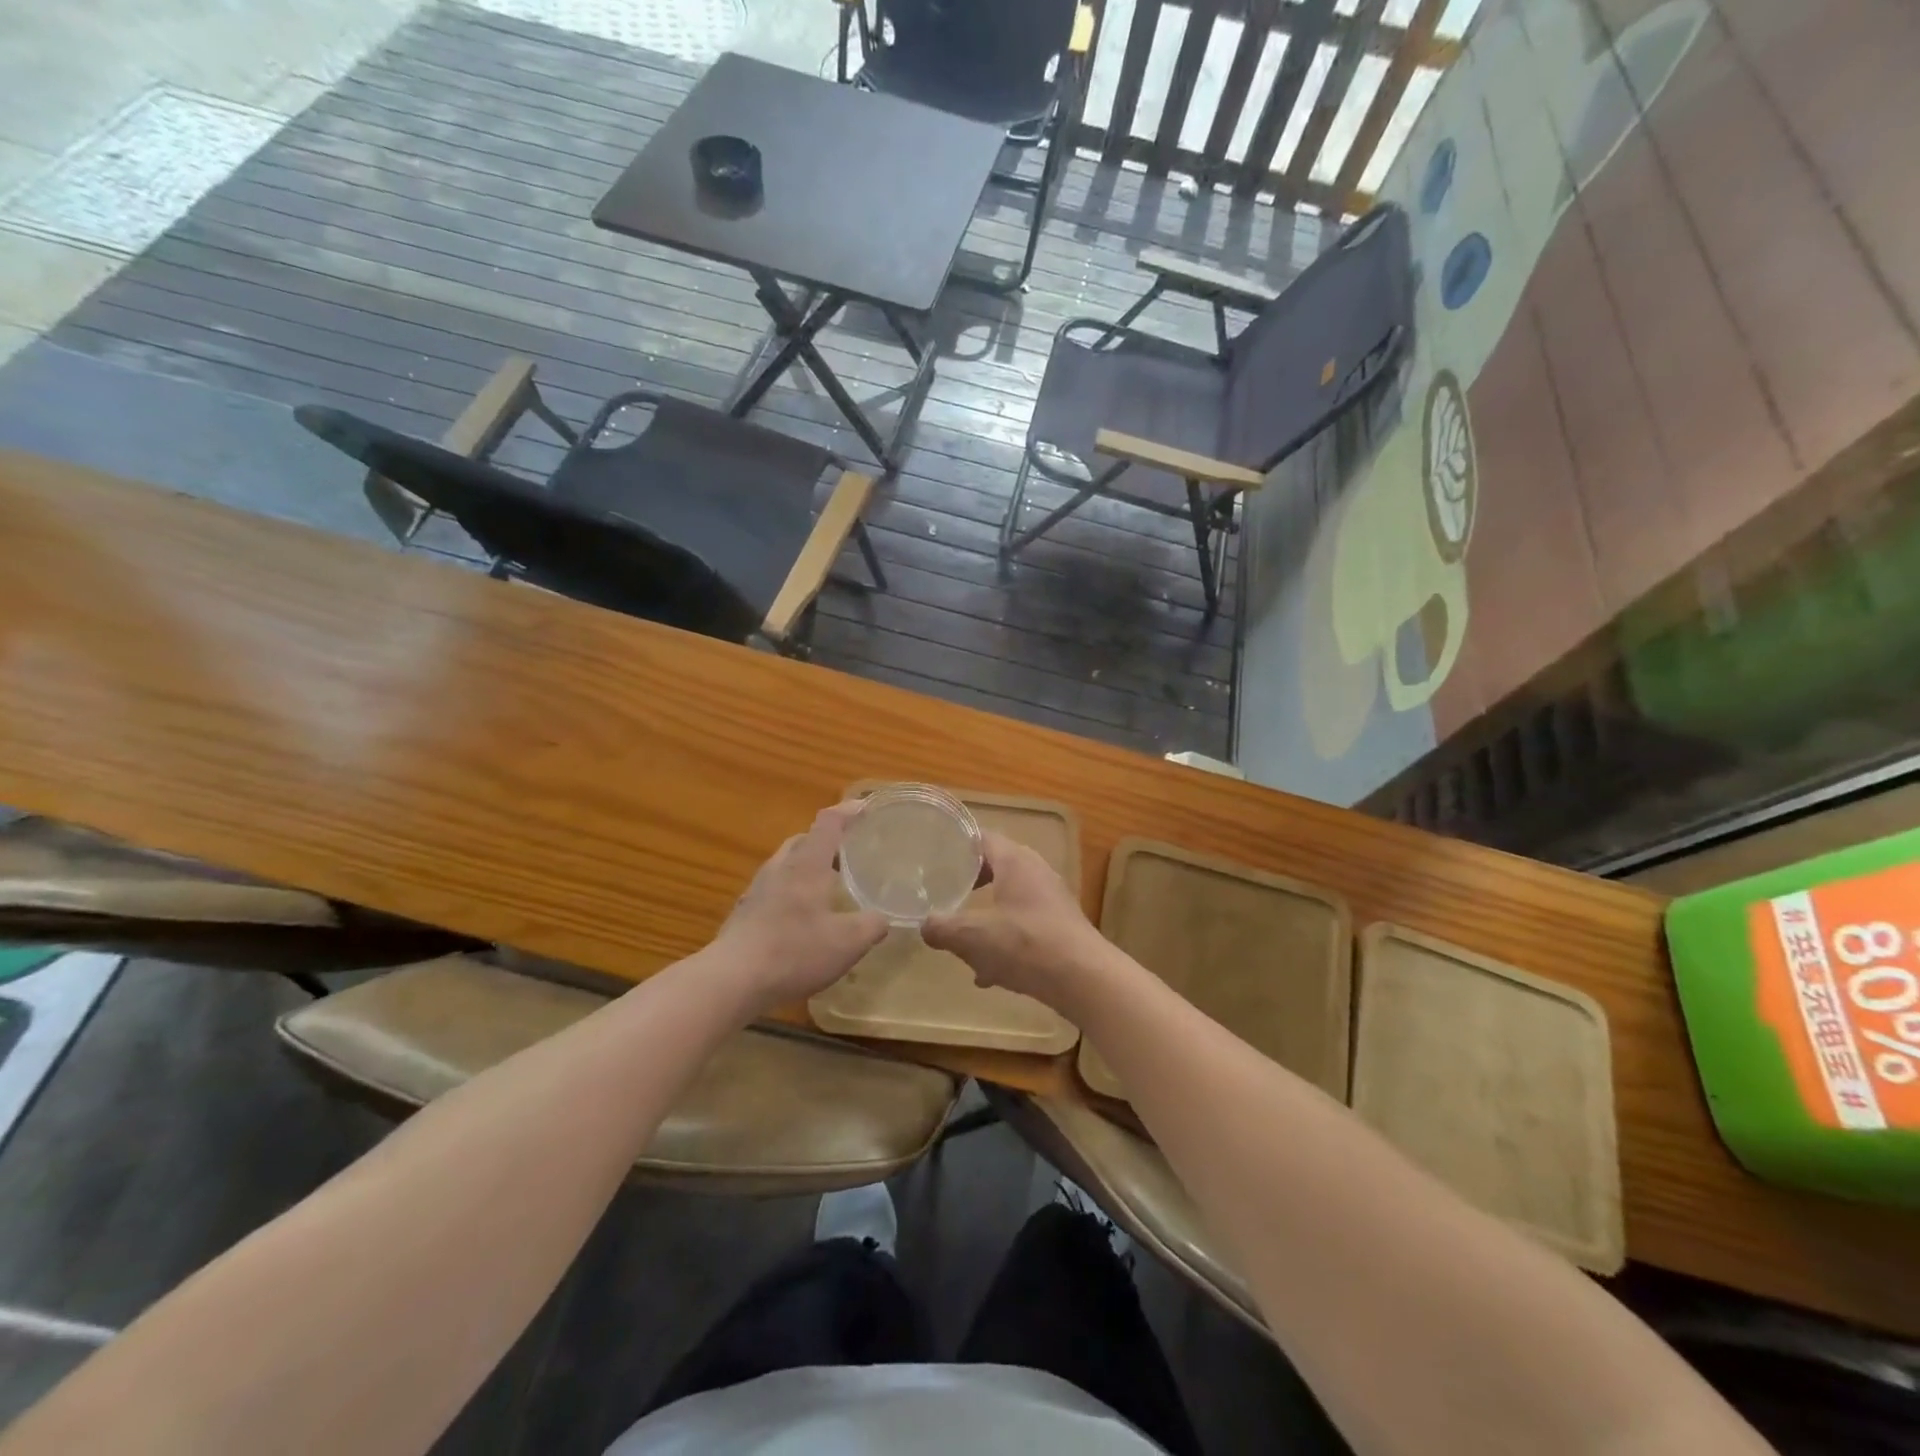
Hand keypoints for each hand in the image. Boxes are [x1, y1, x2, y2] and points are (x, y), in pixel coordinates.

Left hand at [715, 803, 887, 1011]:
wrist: (732, 980)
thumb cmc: (795, 951)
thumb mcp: (848, 942)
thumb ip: (871, 925)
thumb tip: (882, 919)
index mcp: (806, 864)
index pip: (828, 823)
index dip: (848, 811)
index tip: (866, 809)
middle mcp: (780, 868)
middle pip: (803, 840)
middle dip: (826, 841)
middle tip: (849, 853)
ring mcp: (757, 890)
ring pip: (786, 865)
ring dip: (807, 867)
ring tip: (828, 886)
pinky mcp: (744, 913)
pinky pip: (774, 890)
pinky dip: (791, 892)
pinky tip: (802, 918)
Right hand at [922, 831, 1113, 1011]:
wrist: (1084, 979)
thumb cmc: (1025, 944)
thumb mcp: (971, 937)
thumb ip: (941, 928)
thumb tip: (924, 925)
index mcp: (1015, 861)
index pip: (981, 838)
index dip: (956, 845)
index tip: (933, 856)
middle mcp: (1036, 872)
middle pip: (995, 868)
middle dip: (969, 884)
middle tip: (943, 894)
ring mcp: (1051, 899)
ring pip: (1008, 900)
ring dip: (986, 918)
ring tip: (962, 941)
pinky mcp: (1060, 926)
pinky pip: (1024, 925)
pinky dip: (1004, 941)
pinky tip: (990, 973)